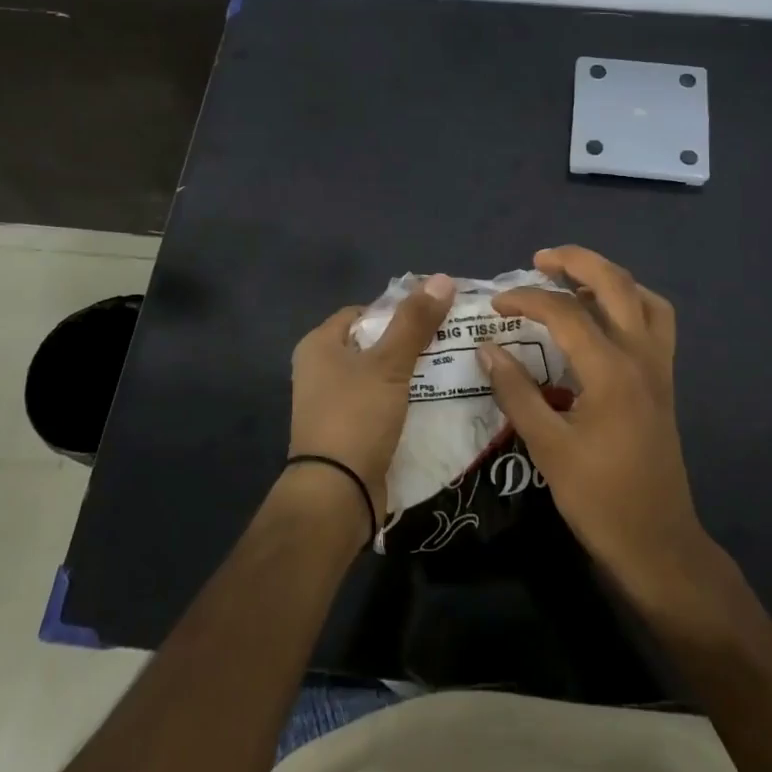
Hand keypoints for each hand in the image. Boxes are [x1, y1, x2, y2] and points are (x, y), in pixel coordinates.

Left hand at [288, 274, 455, 524]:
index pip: (362, 313)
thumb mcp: (388, 364)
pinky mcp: (349, 431)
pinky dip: (405, 400)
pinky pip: (381, 404)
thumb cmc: (356, 416)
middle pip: (373, 344)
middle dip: (410, 342)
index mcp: (319, 346)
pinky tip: (435, 400)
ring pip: (380, 376)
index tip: (434, 316)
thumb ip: (414, 322)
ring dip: (411, 373)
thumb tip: (442, 278)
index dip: (397, 310)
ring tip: (452, 367)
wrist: (337, 493)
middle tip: (450, 341)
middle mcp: (320, 370)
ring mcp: (333, 404)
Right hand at [476, 247, 714, 600]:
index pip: (565, 313)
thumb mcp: (547, 446)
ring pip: (644, 298)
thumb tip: (487, 349)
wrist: (656, 541)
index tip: (496, 303)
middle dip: (577, 262)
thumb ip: (516, 392)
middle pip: (615, 284)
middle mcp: (641, 356)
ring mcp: (659, 367)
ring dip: (608, 278)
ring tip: (573, 280)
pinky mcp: (664, 381)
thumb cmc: (598, 497)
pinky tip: (605, 318)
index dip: (526, 299)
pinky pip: (657, 323)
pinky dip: (632, 304)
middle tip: (540, 259)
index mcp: (611, 371)